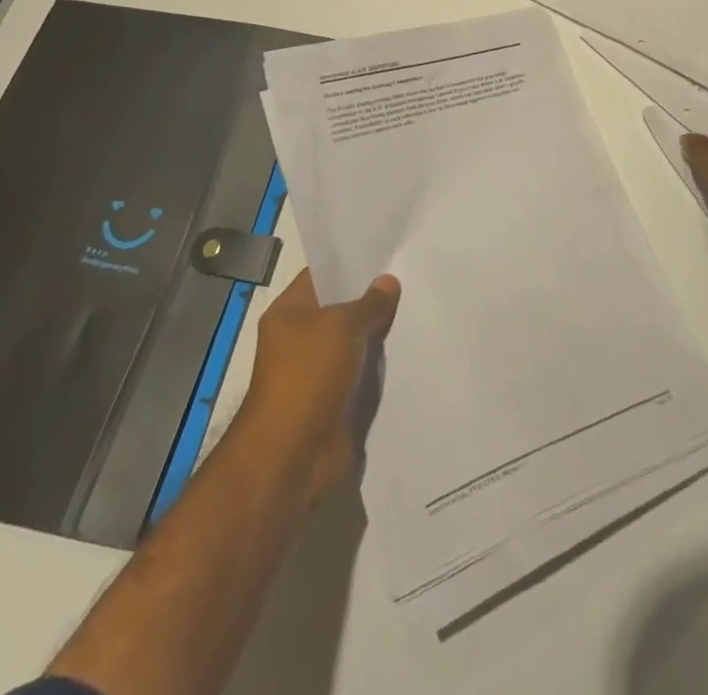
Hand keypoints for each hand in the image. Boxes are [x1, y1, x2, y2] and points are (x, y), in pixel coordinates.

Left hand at [238, 268, 400, 503]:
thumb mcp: (342, 326)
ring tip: (418, 309)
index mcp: (289, 313)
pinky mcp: (334, 401)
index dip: (351, 264)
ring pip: (354, 342)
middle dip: (372, 299)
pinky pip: (361, 374)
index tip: (387, 252)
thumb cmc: (308, 376)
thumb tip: (388, 281)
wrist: (293, 455)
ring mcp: (317, 372)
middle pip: (340, 309)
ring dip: (379, 334)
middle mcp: (299, 339)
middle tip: (411, 278)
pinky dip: (380, 366)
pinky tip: (411, 350)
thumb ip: (369, 303)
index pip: (321, 276)